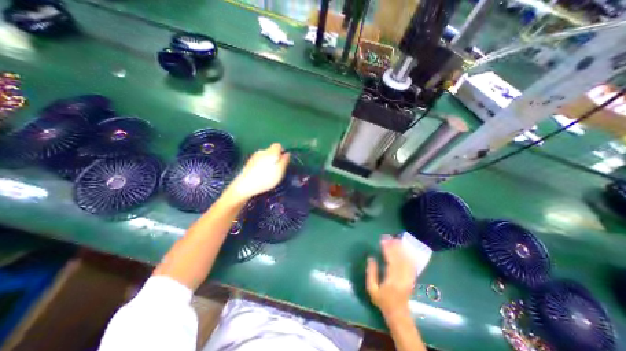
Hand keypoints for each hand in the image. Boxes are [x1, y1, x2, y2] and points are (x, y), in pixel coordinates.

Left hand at [229, 144, 287, 200]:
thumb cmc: (266, 178)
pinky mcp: (249, 163)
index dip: (282, 152)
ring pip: (265, 157)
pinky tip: (261, 175)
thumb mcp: (280, 170)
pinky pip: (259, 161)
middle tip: (277, 169)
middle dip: (275, 158)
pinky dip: (262, 166)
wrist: (245, 185)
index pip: (278, 145)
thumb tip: (287, 153)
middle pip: (271, 151)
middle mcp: (262, 151)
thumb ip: (284, 161)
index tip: (283, 161)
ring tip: (268, 173)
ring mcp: (254, 157)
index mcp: (271, 152)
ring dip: (268, 162)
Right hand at [364, 237, 416, 318]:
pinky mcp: (412, 278)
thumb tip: (371, 257)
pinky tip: (404, 248)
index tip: (383, 240)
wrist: (398, 313)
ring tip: (396, 239)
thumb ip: (371, 273)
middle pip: (399, 258)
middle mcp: (402, 277)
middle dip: (394, 246)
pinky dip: (407, 255)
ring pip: (406, 260)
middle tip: (389, 237)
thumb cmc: (382, 301)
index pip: (390, 261)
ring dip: (401, 249)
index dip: (387, 249)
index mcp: (392, 280)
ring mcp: (409, 278)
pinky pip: (411, 264)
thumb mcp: (372, 289)